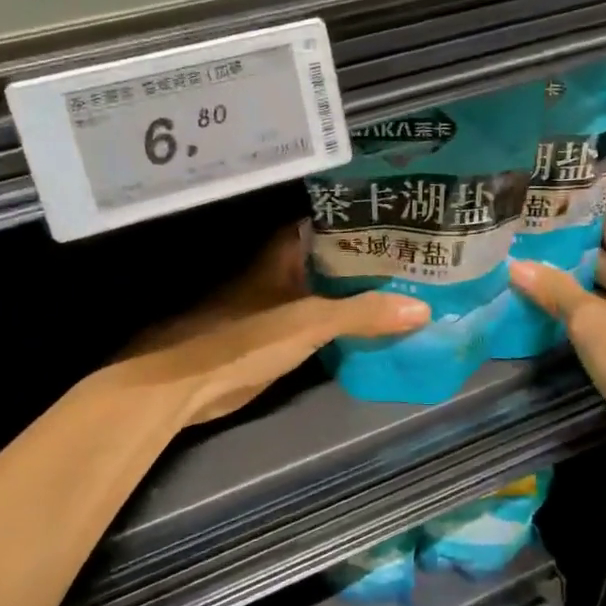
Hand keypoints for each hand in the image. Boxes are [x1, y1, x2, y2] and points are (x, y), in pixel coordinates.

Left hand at [121, 225, 428, 426]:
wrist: (182, 385)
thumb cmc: (241, 338)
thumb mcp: (308, 322)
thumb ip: (362, 313)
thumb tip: (422, 308)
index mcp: (284, 252)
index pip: (333, 223)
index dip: (369, 220)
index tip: (408, 221)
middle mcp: (283, 271)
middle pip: (336, 259)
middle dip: (374, 261)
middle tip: (423, 260)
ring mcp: (279, 304)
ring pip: (330, 291)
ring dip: (362, 294)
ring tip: (413, 290)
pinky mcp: (277, 337)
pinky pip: (321, 322)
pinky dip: (346, 324)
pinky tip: (377, 328)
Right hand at [508, 172, 605, 471]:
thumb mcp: (592, 324)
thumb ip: (554, 290)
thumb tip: (515, 267)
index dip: (586, 180)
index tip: (542, 182)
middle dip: (571, 217)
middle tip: (521, 215)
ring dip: (575, 253)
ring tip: (525, 245)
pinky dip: (586, 283)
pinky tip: (547, 286)